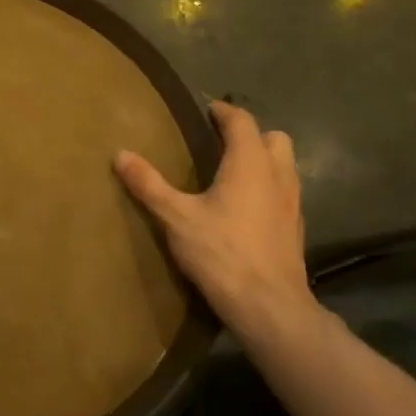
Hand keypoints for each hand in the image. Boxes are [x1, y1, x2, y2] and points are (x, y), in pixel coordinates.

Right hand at [114, 100, 313, 337]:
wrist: (269, 305)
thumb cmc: (221, 252)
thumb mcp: (175, 217)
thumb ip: (149, 184)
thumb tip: (121, 154)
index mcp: (250, 164)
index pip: (243, 122)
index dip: (224, 112)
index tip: (207, 110)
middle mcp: (277, 176)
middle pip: (274, 139)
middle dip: (251, 135)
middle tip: (220, 143)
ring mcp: (292, 203)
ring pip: (284, 166)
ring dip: (262, 161)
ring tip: (230, 174)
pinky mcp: (295, 228)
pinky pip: (284, 193)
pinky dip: (267, 188)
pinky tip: (244, 209)